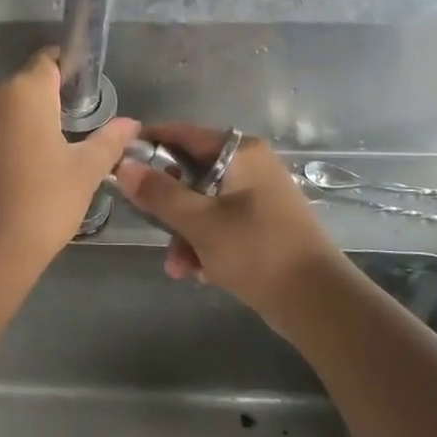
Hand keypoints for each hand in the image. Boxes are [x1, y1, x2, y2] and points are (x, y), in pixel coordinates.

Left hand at [0, 48, 139, 265]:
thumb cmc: (43, 201)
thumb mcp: (85, 170)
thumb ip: (109, 140)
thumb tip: (131, 124)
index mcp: (25, 91)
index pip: (49, 60)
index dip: (70, 70)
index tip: (88, 94)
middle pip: (27, 85)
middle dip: (51, 101)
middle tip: (78, 131)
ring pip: (6, 109)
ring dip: (27, 122)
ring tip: (52, 155)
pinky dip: (6, 140)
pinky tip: (23, 169)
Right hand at [114, 123, 342, 320]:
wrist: (317, 302)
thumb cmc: (257, 251)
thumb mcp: (200, 222)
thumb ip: (159, 193)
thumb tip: (123, 165)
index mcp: (241, 153)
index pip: (184, 134)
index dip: (150, 145)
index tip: (118, 162)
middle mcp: (250, 167)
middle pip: (190, 173)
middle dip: (168, 207)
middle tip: (149, 226)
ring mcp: (258, 197)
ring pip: (202, 205)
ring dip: (184, 234)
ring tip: (179, 268)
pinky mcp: (261, 226)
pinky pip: (219, 225)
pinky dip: (205, 245)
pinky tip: (198, 273)